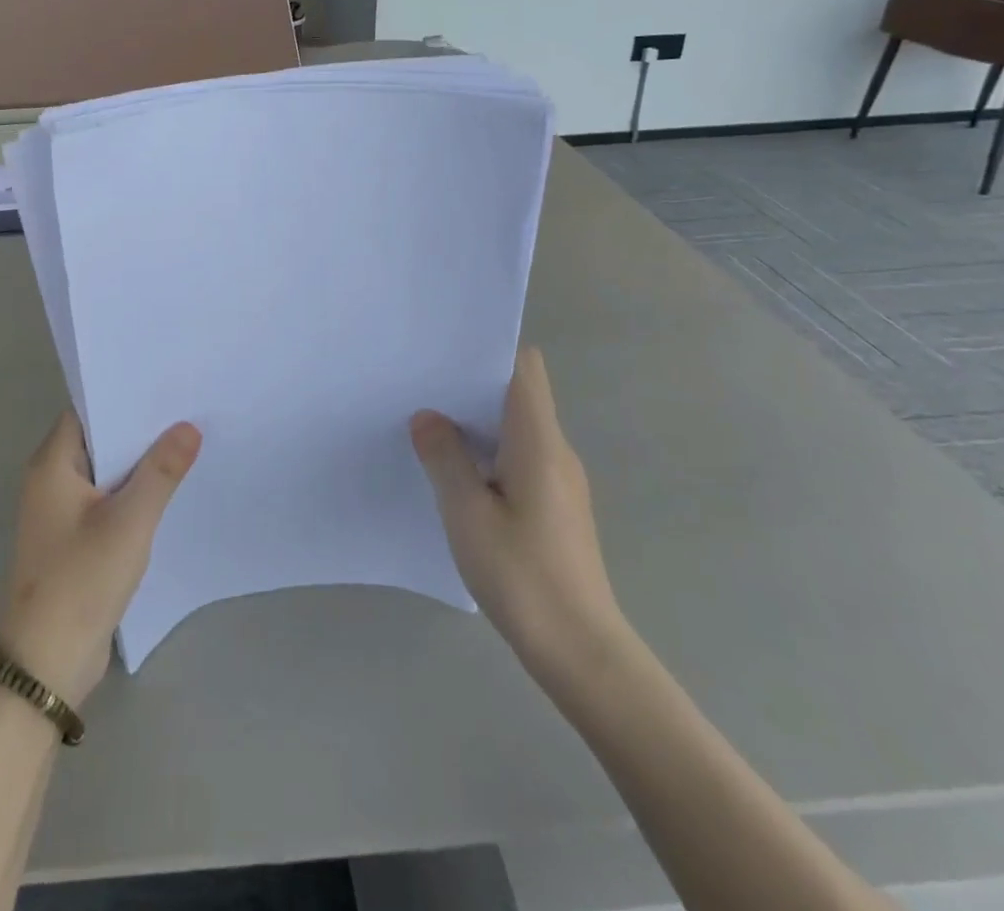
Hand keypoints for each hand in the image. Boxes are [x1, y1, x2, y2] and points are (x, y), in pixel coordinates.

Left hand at [0, 412, 200, 707]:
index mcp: (52, 464)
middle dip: (140, 428)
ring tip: (188, 441)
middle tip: (188, 409)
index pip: (88, 410)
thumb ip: (161, 471)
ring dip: (139, 462)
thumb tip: (188, 426)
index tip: (166, 385)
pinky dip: (133, 492)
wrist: (46, 664)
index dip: (124, 396)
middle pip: (99, 439)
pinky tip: (169, 489)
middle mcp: (51, 480)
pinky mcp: (74, 538)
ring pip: (106, 472)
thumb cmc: (81, 580)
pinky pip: (107, 500)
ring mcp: (61, 511)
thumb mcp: (129, 521)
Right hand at [411, 348, 625, 683]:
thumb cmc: (522, 575)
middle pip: (517, 394)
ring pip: (516, 429)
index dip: (488, 351)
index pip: (524, 368)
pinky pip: (519, 458)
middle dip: (471, 386)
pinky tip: (456, 476)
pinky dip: (488, 454)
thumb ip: (444, 457)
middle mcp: (556, 451)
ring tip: (429, 427)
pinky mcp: (556, 507)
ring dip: (477, 424)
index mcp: (539, 441)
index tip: (445, 354)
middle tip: (422, 389)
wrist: (581, 652)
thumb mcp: (466, 512)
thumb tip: (427, 417)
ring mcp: (560, 481)